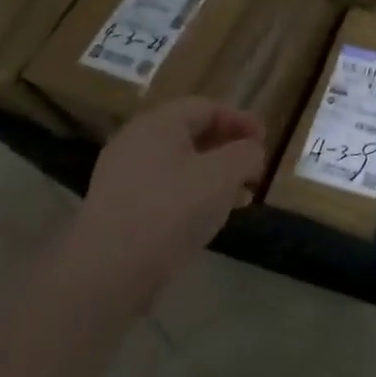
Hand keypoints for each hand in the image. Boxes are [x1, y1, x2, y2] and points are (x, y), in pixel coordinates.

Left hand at [73, 99, 264, 302]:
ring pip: (177, 163)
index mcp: (159, 123)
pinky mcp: (117, 207)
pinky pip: (162, 188)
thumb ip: (246, 154)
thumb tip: (251, 151)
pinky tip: (206, 216)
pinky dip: (190, 193)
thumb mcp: (223, 175)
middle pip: (190, 133)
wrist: (110, 269)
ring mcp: (121, 175)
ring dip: (211, 174)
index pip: (207, 107)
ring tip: (237, 196)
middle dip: (227, 148)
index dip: (241, 120)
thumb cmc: (172, 209)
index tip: (266, 140)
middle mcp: (135, 140)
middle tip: (252, 168)